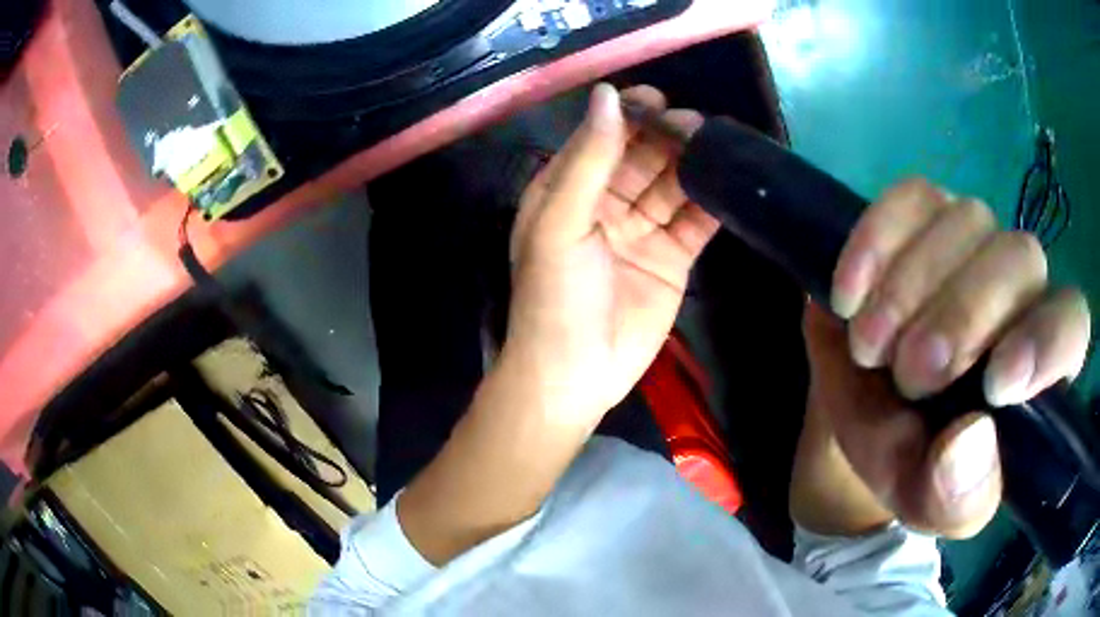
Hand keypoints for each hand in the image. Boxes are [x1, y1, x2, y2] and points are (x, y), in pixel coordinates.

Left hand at [502, 84, 717, 425]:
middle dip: (666, 137)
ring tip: (718, 145)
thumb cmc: (555, 297)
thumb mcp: (561, 223)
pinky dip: (712, 203)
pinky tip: (731, 182)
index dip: (627, 115)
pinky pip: (695, 222)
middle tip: (696, 124)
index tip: (656, 98)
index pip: (601, 137)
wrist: (576, 374)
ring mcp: (642, 230)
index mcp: (569, 190)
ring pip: (672, 185)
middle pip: (642, 157)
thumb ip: (589, 159)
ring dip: (693, 165)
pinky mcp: (673, 258)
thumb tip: (608, 95)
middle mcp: (607, 203)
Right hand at [795, 179, 1090, 538]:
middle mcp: (1020, 289)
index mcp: (1040, 365)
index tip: (995, 384)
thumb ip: (956, 497)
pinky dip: (876, 240)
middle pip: (1020, 258)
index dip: (1046, 340)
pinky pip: (911, 197)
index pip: (1071, 324)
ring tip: (869, 347)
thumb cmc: (911, 462)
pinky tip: (848, 294)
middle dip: (963, 316)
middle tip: (909, 374)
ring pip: (967, 219)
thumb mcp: (929, 503)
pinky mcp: (923, 215)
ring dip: (911, 286)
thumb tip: (971, 440)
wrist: (860, 411)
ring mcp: (973, 242)